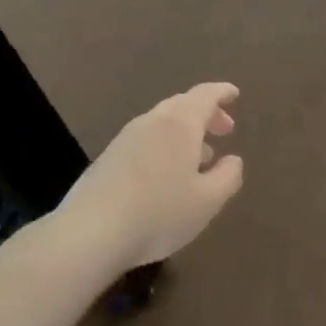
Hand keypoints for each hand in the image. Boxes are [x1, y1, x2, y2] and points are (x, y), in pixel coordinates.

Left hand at [54, 84, 243, 269]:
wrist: (90, 233)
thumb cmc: (159, 213)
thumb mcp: (208, 201)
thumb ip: (228, 176)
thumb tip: (233, 160)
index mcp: (179, 125)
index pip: (204, 96)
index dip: (221, 92)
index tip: (234, 94)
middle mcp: (151, 123)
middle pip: (182, 106)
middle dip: (206, 114)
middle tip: (225, 130)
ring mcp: (125, 140)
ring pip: (161, 124)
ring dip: (185, 133)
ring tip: (201, 157)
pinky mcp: (107, 160)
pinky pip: (145, 141)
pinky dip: (165, 147)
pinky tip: (168, 175)